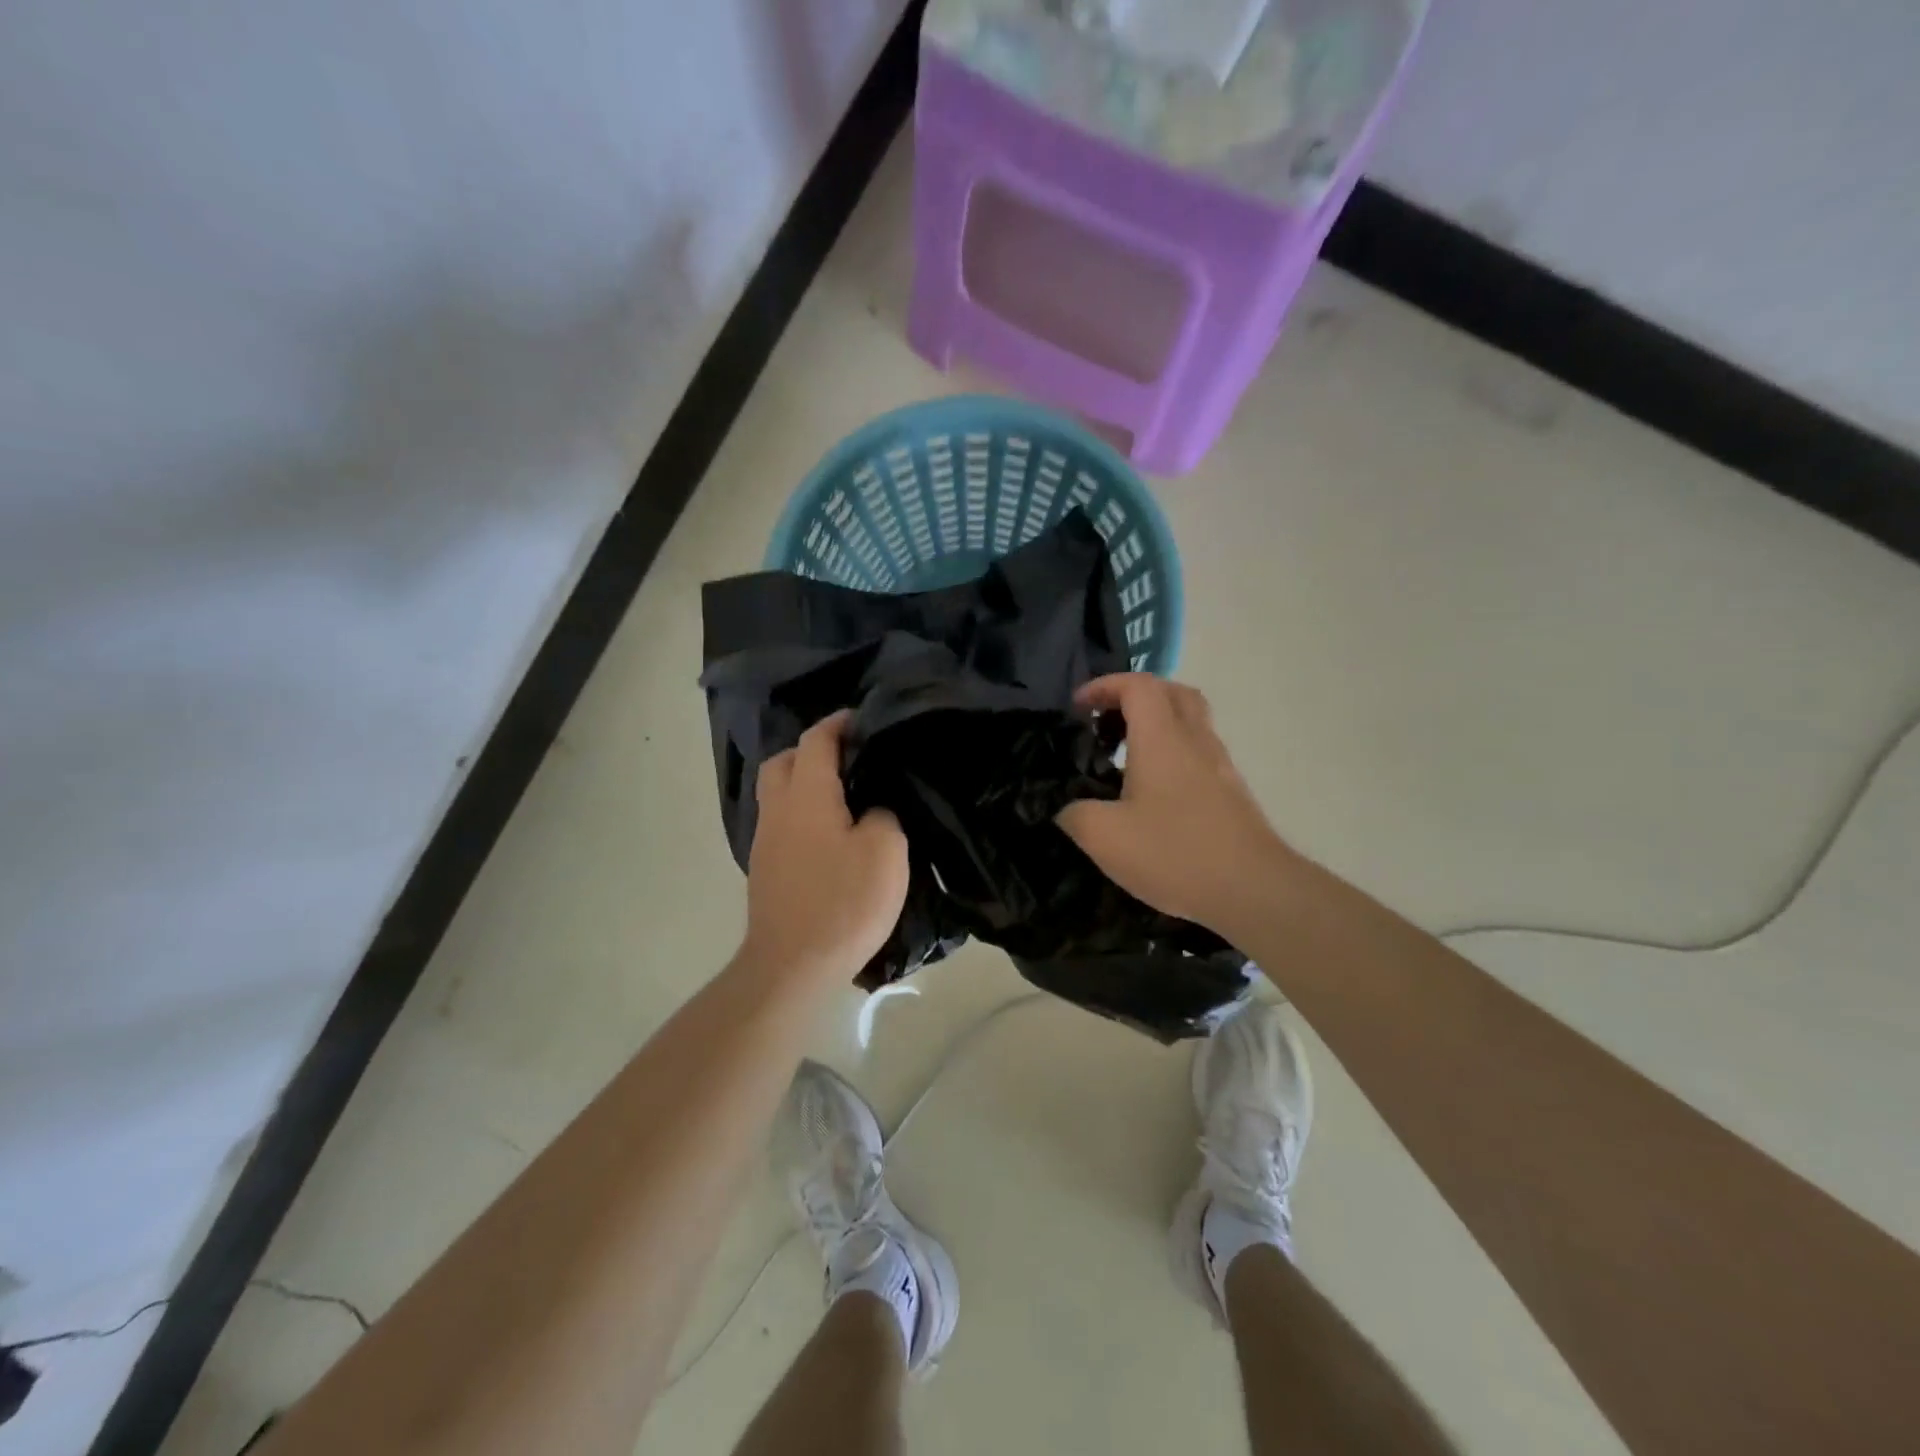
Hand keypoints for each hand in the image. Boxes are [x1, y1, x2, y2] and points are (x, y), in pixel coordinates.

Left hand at [742, 710, 909, 984]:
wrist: (792, 965)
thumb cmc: (843, 902)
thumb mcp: (885, 851)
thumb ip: (883, 815)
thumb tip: (871, 810)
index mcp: (807, 795)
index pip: (816, 741)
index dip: (838, 724)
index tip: (861, 718)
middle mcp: (778, 810)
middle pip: (783, 762)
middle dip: (811, 750)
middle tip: (847, 757)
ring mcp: (765, 841)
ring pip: (778, 793)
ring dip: (803, 782)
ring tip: (843, 794)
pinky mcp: (765, 870)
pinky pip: (781, 823)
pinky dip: (801, 813)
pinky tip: (829, 834)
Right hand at [1057, 674, 1295, 938]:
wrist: (1253, 890)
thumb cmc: (1174, 853)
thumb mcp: (1105, 838)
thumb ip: (1075, 814)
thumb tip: (1067, 809)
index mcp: (1162, 739)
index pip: (1137, 685)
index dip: (1104, 685)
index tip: (1079, 707)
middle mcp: (1195, 740)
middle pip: (1171, 692)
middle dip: (1135, 695)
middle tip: (1107, 720)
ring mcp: (1219, 765)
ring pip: (1191, 721)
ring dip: (1158, 723)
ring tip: (1126, 754)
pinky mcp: (1232, 792)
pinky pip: (1200, 752)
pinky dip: (1174, 752)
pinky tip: (1155, 791)